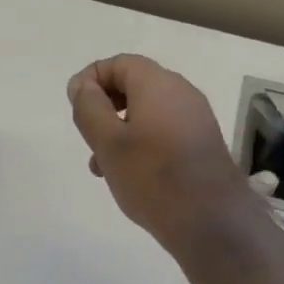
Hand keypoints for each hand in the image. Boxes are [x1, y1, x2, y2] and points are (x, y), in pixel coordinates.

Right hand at [68, 54, 259, 253]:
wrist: (209, 220)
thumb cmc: (151, 177)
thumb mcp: (108, 142)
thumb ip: (89, 108)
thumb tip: (82, 85)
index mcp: (158, 84)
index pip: (119, 63)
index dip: (91, 79)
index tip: (74, 107)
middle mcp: (182, 93)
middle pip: (134, 85)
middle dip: (105, 108)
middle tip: (88, 138)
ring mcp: (196, 119)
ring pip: (148, 112)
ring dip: (120, 131)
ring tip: (103, 166)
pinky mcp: (202, 143)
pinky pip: (164, 131)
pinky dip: (141, 143)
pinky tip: (130, 175)